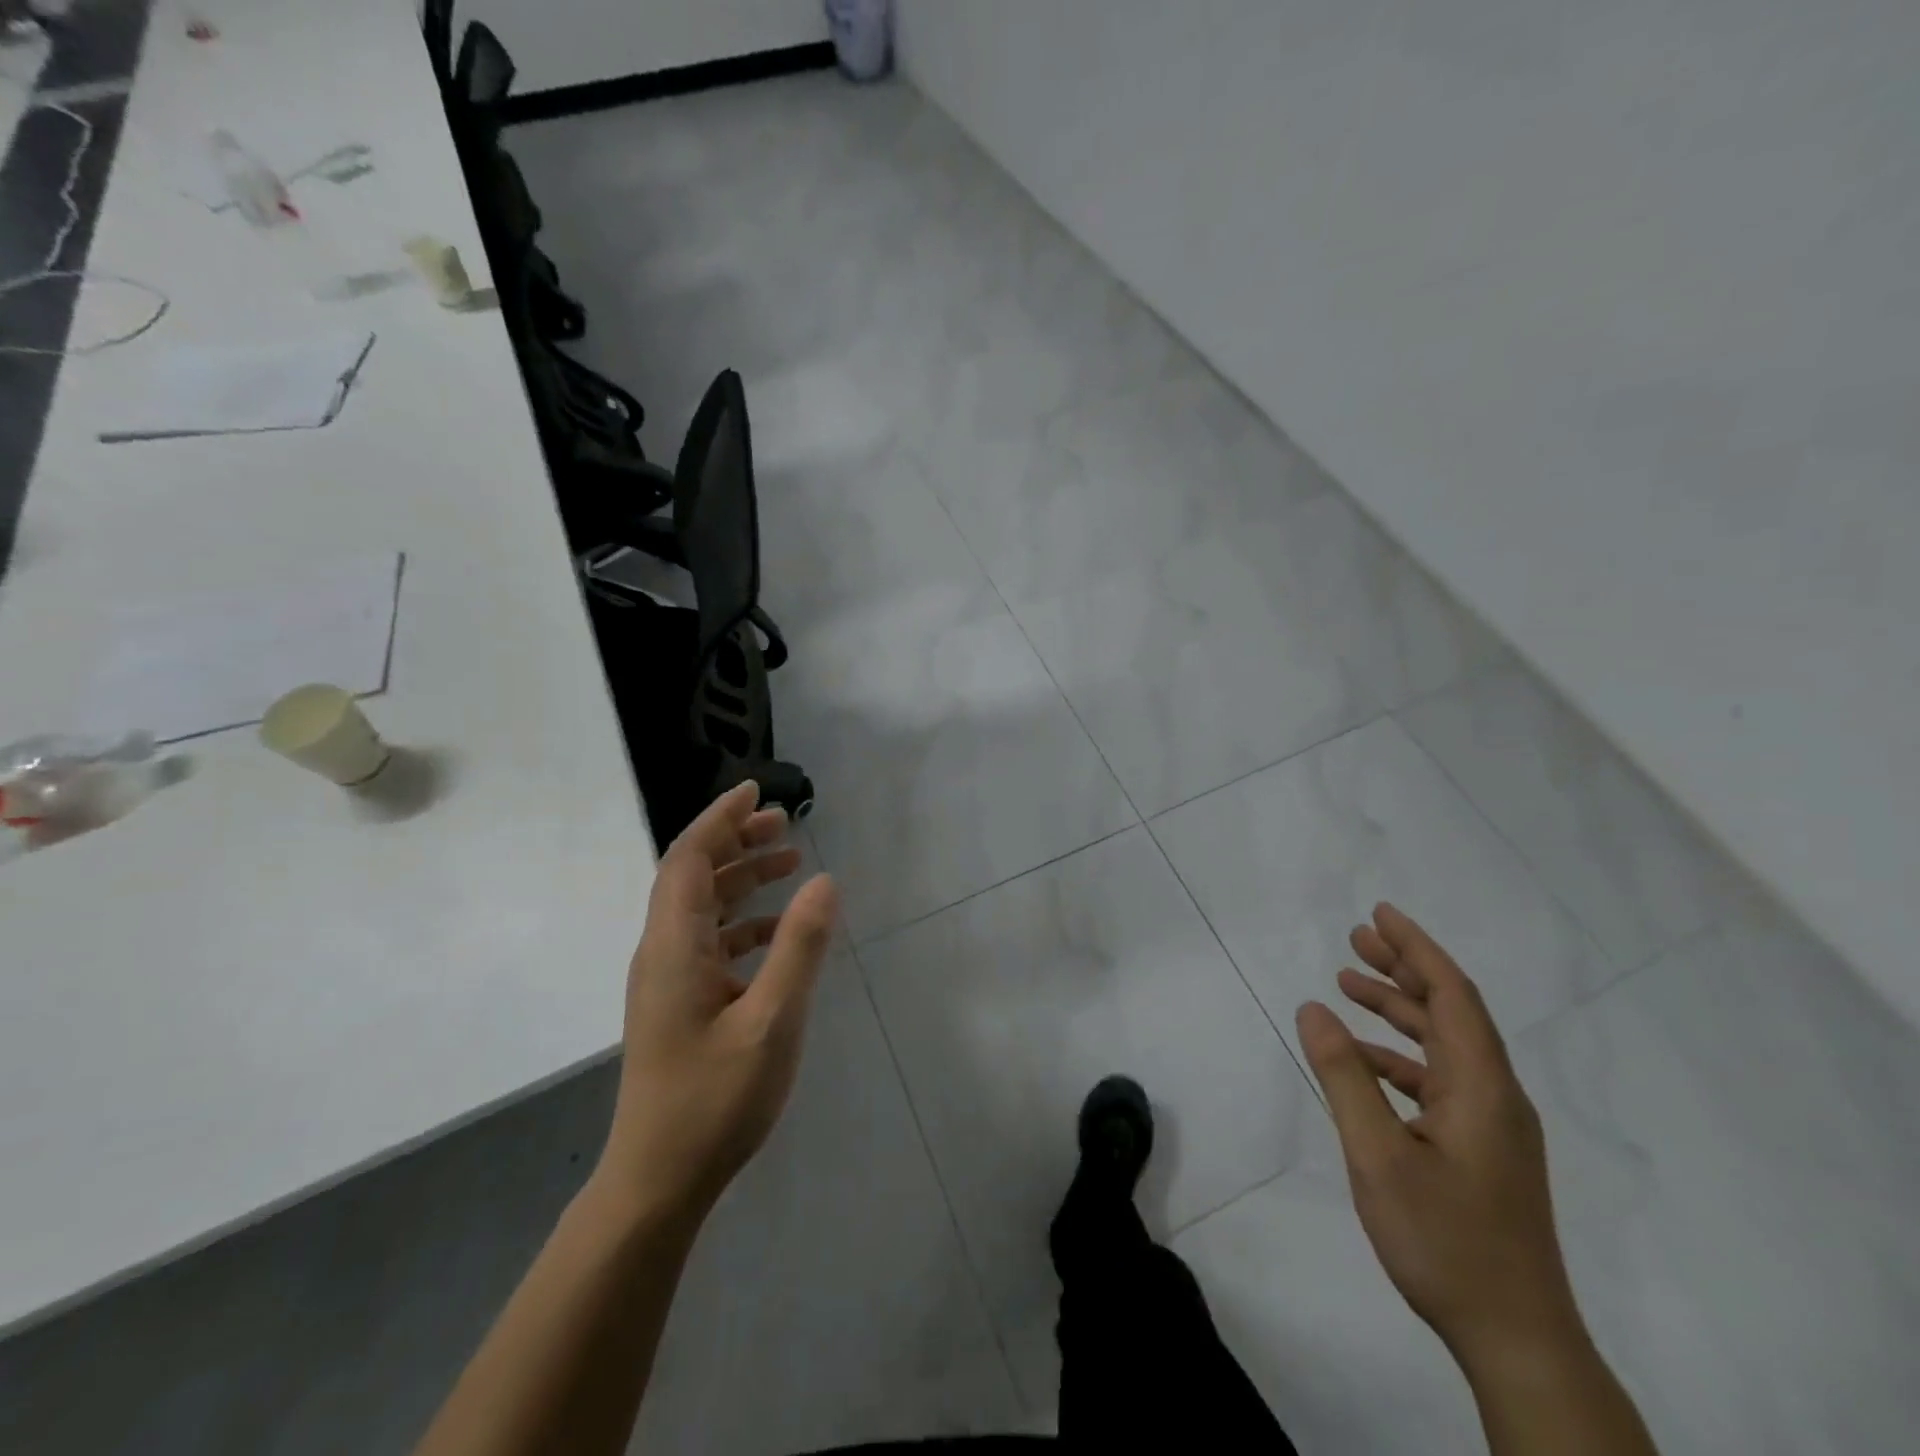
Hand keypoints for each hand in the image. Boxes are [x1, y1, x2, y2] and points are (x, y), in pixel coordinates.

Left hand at [598, 782, 839, 1224]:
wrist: (658, 1181)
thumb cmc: (714, 1100)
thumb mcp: (772, 1020)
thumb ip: (799, 947)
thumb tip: (825, 881)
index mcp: (674, 946)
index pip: (690, 859)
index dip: (721, 818)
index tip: (756, 789)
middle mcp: (663, 952)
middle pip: (693, 875)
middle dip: (736, 840)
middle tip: (783, 822)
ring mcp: (668, 980)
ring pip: (702, 907)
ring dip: (741, 878)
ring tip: (789, 861)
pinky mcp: (679, 1004)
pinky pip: (710, 941)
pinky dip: (744, 921)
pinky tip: (778, 931)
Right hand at [1295, 903, 1579, 1366]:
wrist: (1517, 1340)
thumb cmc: (1446, 1241)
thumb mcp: (1378, 1155)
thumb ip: (1344, 1076)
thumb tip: (1313, 1008)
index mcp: (1482, 1087)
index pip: (1452, 995)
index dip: (1417, 948)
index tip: (1380, 914)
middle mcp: (1496, 1096)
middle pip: (1451, 1012)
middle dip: (1403, 968)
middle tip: (1355, 937)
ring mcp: (1492, 1126)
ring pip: (1444, 1045)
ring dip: (1398, 1010)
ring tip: (1348, 984)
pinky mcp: (1482, 1150)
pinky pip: (1438, 1079)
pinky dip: (1399, 1055)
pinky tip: (1362, 1061)